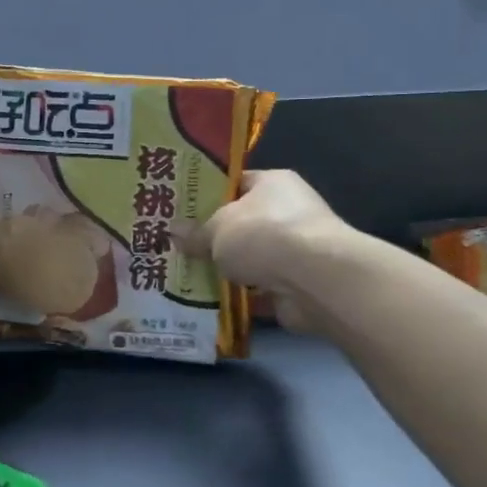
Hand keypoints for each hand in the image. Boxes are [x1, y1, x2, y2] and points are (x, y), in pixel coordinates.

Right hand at [178, 170, 349, 333]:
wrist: (314, 279)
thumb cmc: (262, 235)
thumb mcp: (217, 229)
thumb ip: (195, 233)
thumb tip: (172, 231)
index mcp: (272, 183)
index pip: (236, 184)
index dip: (208, 195)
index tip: (180, 209)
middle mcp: (288, 211)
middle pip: (242, 223)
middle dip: (214, 238)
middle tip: (177, 246)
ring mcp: (295, 250)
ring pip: (250, 258)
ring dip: (227, 270)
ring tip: (186, 277)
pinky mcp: (296, 284)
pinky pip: (258, 289)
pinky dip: (240, 297)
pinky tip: (209, 303)